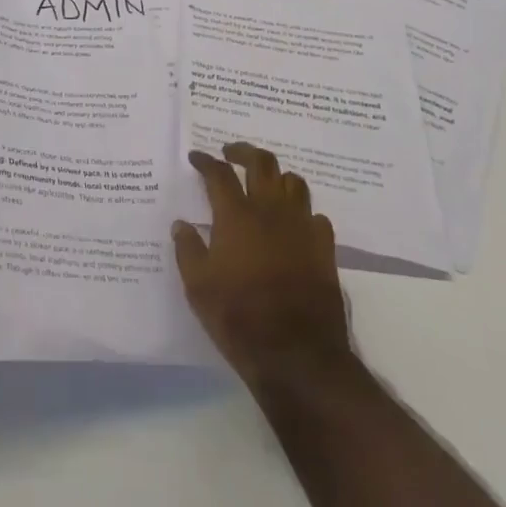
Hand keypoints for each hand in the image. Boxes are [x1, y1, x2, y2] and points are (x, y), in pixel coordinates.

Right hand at [173, 143, 352, 386]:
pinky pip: (315, 216)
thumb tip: (181, 224)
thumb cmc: (239, 318)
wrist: (297, 355)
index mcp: (236, 216)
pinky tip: (294, 224)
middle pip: (261, 163)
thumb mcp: (198, 288)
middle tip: (231, 153)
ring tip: (265, 184)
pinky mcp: (324, 248)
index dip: (206, 161)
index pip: (219, 174)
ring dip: (276, 176)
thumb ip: (187, 250)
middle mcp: (270, 211)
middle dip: (244, 151)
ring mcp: (301, 227)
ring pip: (293, 182)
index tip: (197, 157)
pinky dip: (302, 213)